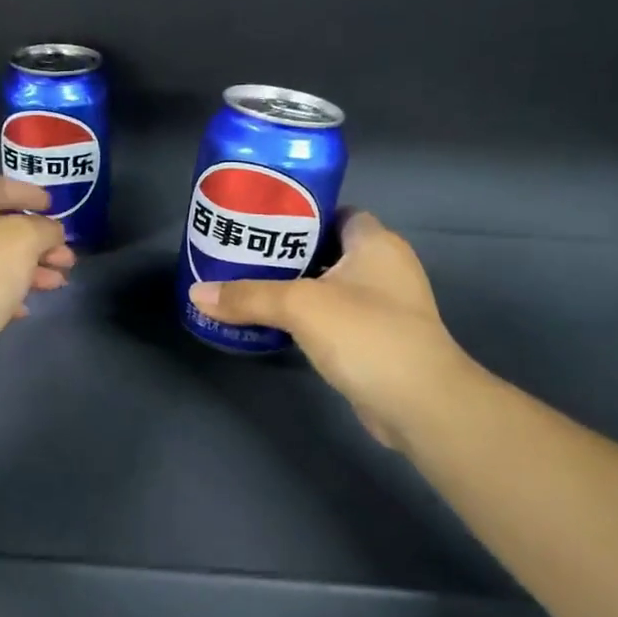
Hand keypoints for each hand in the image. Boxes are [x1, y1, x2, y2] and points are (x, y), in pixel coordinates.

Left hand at [0, 176, 73, 397]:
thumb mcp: (22, 239)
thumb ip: (44, 227)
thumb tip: (50, 231)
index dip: (28, 192)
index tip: (55, 205)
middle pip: (0, 226)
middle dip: (39, 238)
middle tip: (67, 255)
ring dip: (32, 267)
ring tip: (60, 281)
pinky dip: (12, 291)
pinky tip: (29, 306)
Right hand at [188, 210, 485, 448]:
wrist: (421, 404)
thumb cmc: (366, 333)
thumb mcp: (299, 306)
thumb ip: (248, 296)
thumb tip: (196, 293)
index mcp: (375, 242)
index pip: (336, 212)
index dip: (301, 212)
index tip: (261, 220)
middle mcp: (385, 267)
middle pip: (329, 248)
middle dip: (289, 251)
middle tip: (245, 253)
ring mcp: (385, 306)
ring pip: (331, 285)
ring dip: (297, 286)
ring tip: (250, 285)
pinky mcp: (378, 340)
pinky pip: (336, 317)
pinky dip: (309, 317)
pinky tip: (276, 323)